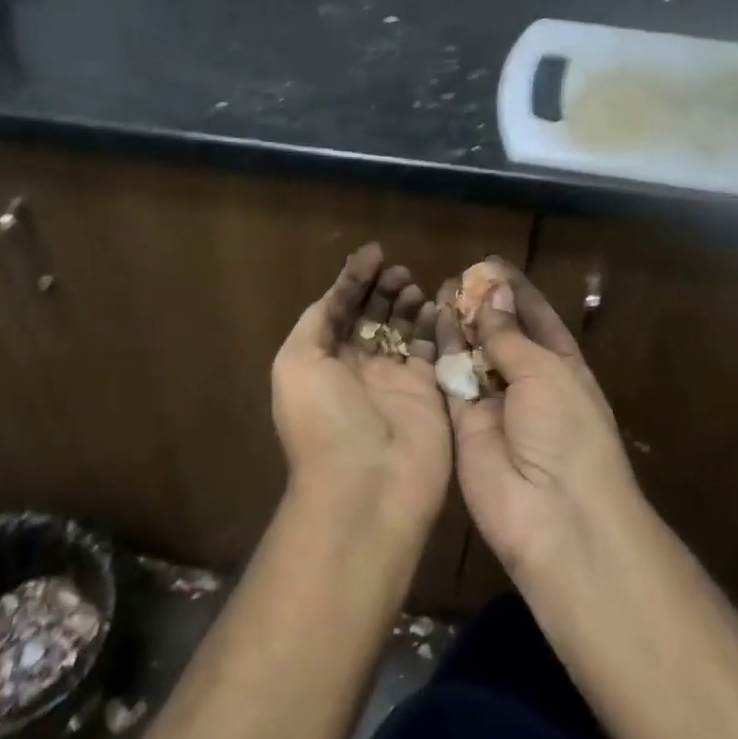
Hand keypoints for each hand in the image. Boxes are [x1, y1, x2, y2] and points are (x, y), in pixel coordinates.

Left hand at [272, 244, 450, 534]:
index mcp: (321, 362)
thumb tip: (337, 294)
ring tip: (417, 287)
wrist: (366, 486)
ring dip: (409, 305)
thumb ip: (317, 321)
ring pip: (405, 332)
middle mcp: (357, 370)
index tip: (375, 252)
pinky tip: (440, 305)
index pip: (338, 310)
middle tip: (400, 272)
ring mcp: (395, 383)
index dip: (354, 280)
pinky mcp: (429, 395)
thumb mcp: (297, 362)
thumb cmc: (324, 419)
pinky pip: (434, 352)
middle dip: (384, 290)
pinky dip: (437, 326)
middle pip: (373, 318)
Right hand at [437, 261, 640, 580]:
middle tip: (457, 277)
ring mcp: (494, 405)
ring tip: (440, 291)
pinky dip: (441, 353)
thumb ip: (511, 335)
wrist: (553, 514)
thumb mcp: (547, 373)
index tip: (489, 263)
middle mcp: (528, 382)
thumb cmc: (567, 432)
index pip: (537, 319)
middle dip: (483, 306)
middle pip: (501, 335)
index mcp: (561, 367)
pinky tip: (431, 322)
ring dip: (460, 325)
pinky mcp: (462, 425)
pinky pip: (450, 381)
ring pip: (472, 355)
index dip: (515, 292)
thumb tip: (492, 293)